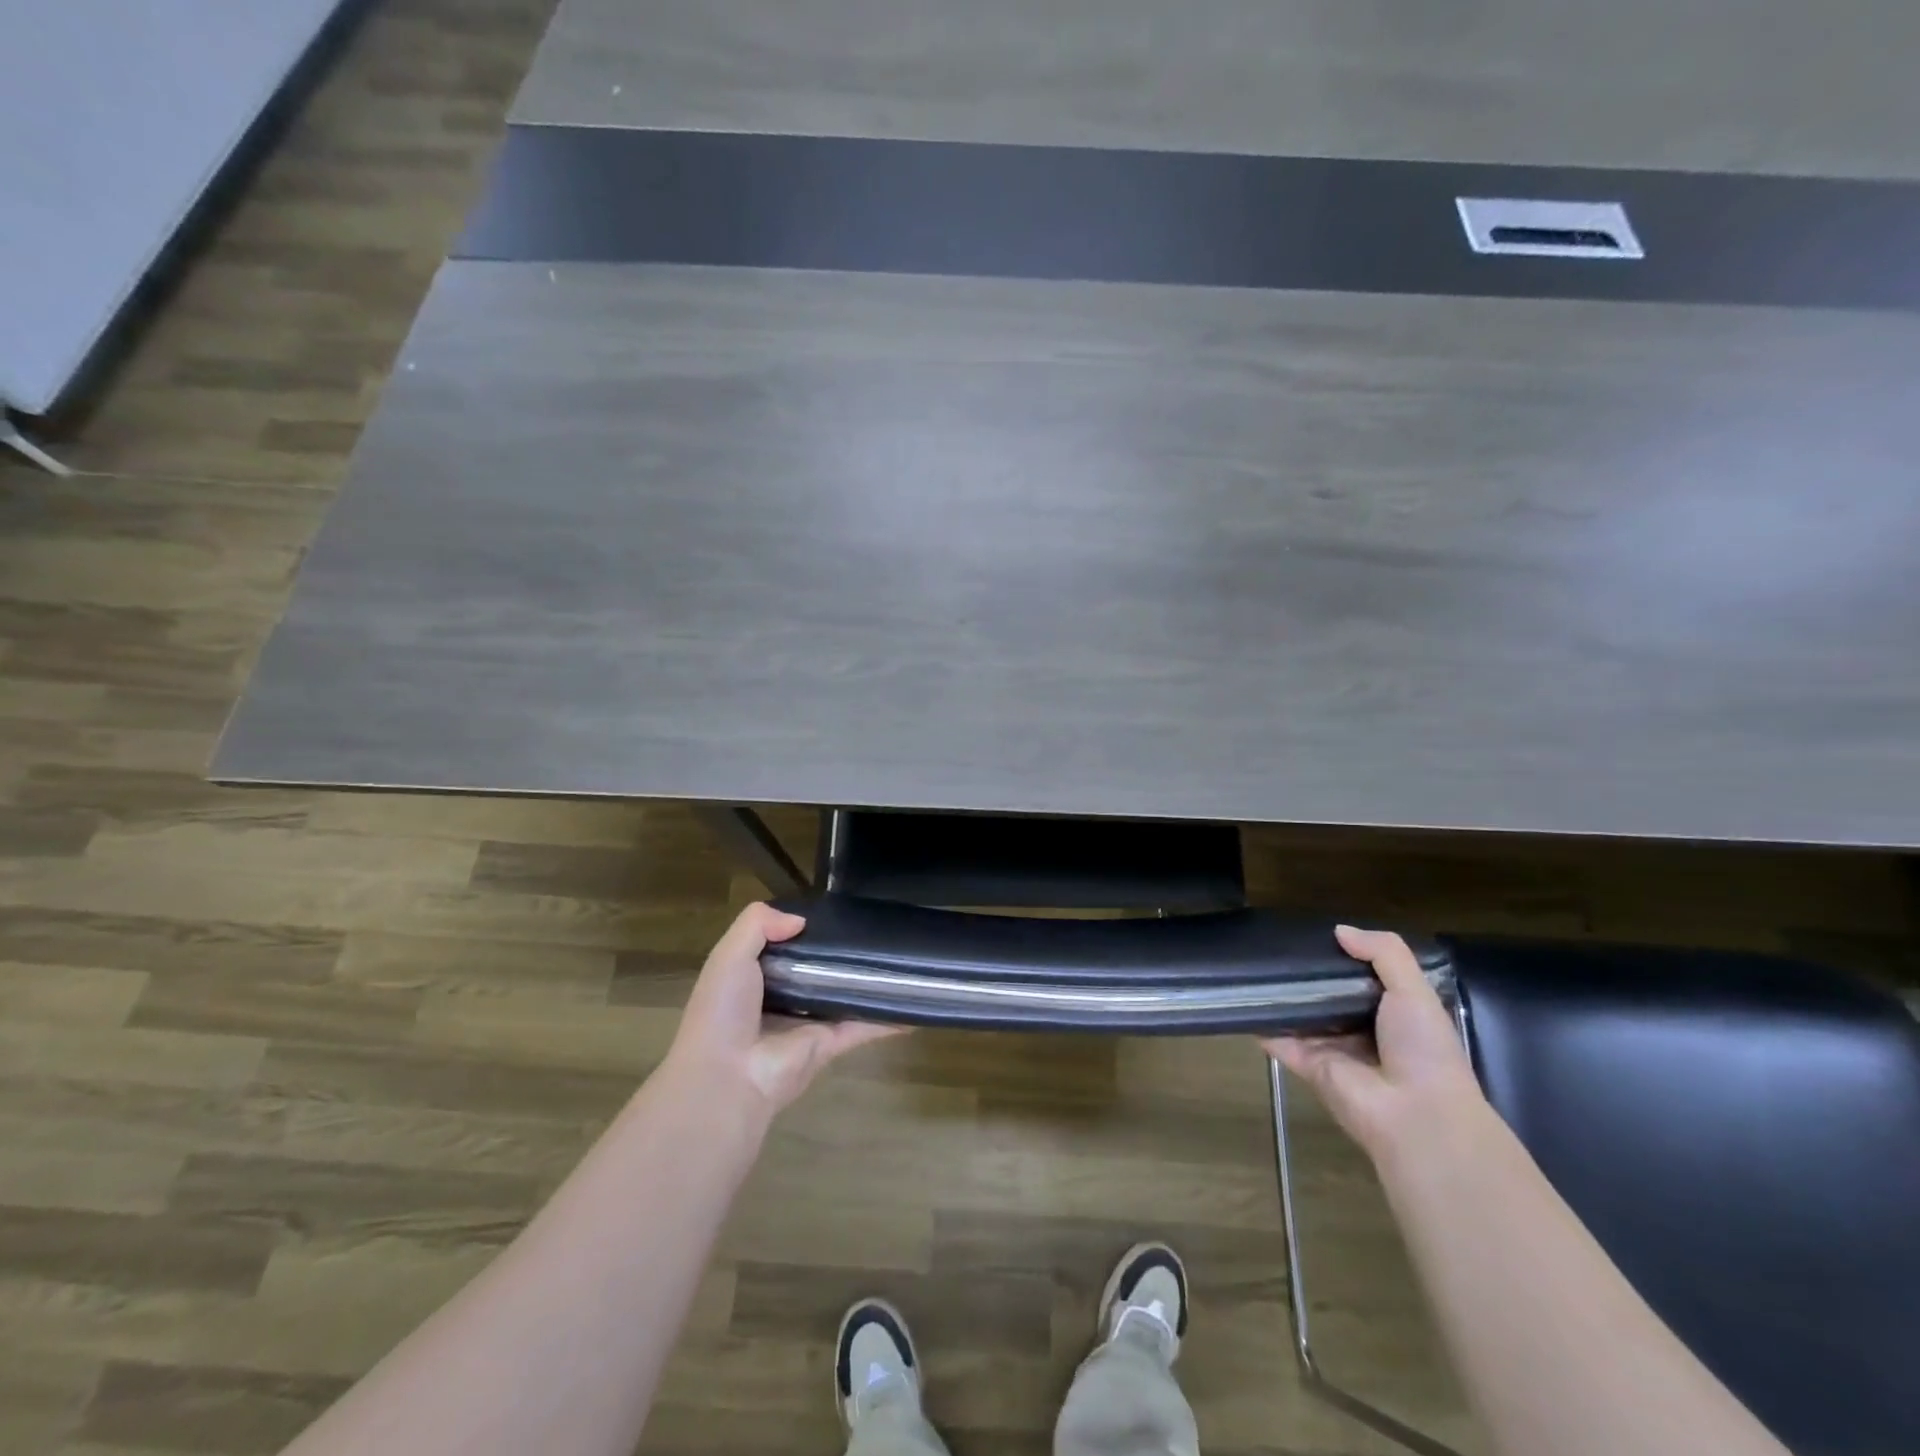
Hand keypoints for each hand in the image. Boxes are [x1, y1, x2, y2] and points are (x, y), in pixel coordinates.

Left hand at [666, 902, 903, 1113]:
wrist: (728, 1077)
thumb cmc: (723, 1011)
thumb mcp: (729, 955)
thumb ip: (758, 924)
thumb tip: (801, 920)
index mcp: (754, 978)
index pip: (783, 947)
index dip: (803, 929)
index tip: (833, 910)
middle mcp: (782, 999)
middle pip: (817, 969)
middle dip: (840, 952)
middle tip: (874, 927)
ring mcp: (808, 1023)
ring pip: (843, 995)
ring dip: (866, 981)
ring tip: (900, 957)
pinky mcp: (830, 1044)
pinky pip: (864, 1026)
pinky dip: (889, 1018)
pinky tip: (914, 1005)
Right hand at [1261, 925, 1484, 1160]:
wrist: (1415, 1114)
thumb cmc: (1424, 1049)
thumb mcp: (1415, 991)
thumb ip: (1383, 953)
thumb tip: (1339, 930)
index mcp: (1393, 1013)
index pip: (1361, 978)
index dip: (1343, 956)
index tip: (1317, 934)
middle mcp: (1361, 1030)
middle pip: (1327, 995)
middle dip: (1307, 974)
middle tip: (1276, 943)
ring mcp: (1332, 1049)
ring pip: (1300, 1015)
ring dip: (1281, 995)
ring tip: (1252, 962)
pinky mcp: (1308, 1066)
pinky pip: (1279, 1040)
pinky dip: (1260, 1023)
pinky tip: (1239, 998)